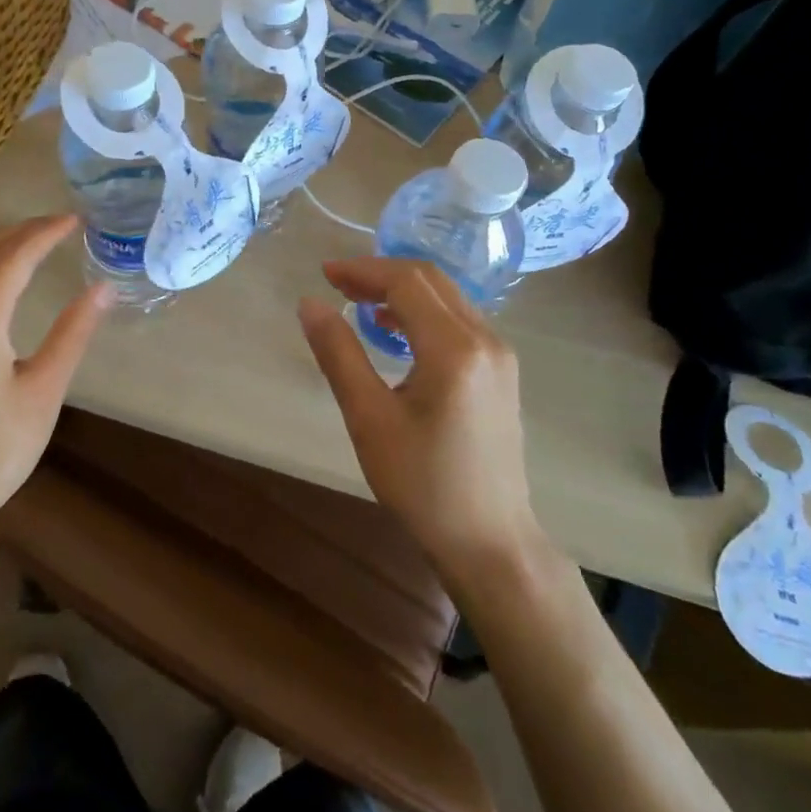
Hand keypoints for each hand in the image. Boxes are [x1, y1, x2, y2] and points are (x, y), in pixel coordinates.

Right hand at [298, 258, 540, 580]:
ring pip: (447, 296)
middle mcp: (485, 339)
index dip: (363, 271)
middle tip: (336, 282)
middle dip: (380, 273)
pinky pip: (458, 319)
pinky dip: (423, 310)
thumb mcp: (369, 419)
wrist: (490, 541)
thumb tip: (309, 304)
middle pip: (430, 281)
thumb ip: (339, 354)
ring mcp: (499, 354)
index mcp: (454, 349)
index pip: (406, 282)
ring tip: (358, 300)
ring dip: (402, 289)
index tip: (324, 274)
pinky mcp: (501, 370)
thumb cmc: (423, 484)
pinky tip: (395, 328)